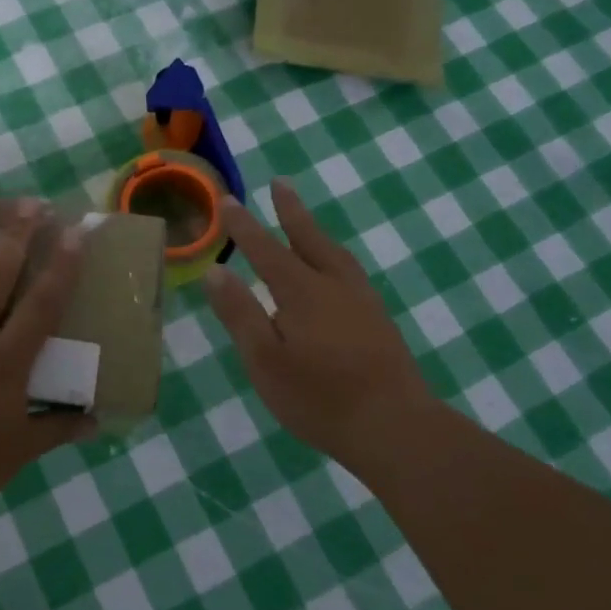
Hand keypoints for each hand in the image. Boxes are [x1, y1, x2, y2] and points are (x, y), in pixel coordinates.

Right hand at [203, 181, 438, 466]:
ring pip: (335, 254)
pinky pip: (350, 271)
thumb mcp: (265, 360)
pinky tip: (334, 271)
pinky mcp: (379, 321)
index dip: (244, 226)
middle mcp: (334, 286)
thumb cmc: (319, 397)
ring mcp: (362, 302)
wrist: (394, 427)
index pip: (266, 250)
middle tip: (279, 183)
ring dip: (315, 231)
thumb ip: (240, 314)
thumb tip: (215, 271)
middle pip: (309, 239)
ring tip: (304, 220)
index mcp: (302, 293)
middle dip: (290, 211)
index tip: (227, 200)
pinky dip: (333, 256)